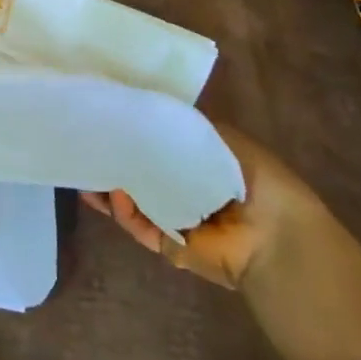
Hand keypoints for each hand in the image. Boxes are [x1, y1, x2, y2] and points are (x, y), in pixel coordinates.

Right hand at [82, 121, 323, 288]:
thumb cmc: (254, 180)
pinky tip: (113, 196)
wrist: (274, 236)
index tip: (106, 120)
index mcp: (199, 163)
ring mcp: (174, 218)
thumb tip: (142, 114)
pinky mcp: (167, 245)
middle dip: (113, 162)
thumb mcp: (220, 139)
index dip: (132, 133)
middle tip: (86, 148)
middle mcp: (184, 189)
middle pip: (139, 173)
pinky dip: (124, 213)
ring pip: (132, 200)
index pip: (157, 145)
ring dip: (110, 188)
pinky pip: (139, 226)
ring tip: (86, 173)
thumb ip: (182, 127)